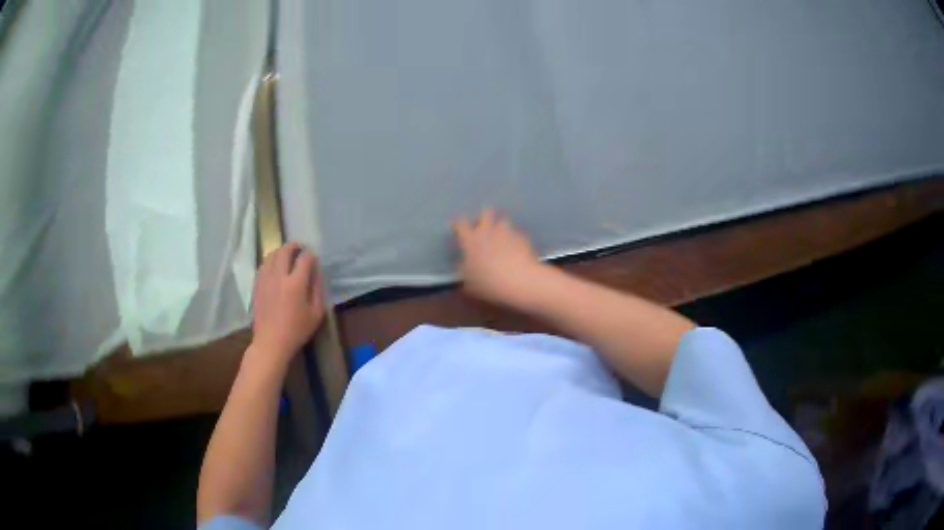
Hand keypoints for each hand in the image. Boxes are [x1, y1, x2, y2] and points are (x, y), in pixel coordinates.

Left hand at [250, 243, 324, 365]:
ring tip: (286, 255)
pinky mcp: (257, 285)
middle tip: (299, 248)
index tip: (314, 259)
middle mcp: (279, 276)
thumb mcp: (316, 314)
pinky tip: (274, 267)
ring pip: (271, 255)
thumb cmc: (296, 330)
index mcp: (296, 283)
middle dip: (294, 246)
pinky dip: (270, 261)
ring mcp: (265, 279)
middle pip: (285, 251)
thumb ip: (317, 290)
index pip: (305, 259)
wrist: (271, 342)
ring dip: (280, 251)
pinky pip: (263, 265)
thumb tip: (316, 274)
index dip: (311, 255)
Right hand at [453, 209, 544, 306]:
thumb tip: (462, 264)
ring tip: (502, 239)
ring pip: (503, 221)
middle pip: (485, 212)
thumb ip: (463, 269)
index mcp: (471, 240)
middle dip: (484, 217)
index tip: (458, 229)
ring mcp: (507, 232)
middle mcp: (488, 231)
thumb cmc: (488, 283)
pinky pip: (516, 234)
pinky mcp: (522, 238)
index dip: (458, 225)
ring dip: (501, 228)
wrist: (520, 281)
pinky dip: (515, 240)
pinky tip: (516, 250)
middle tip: (483, 228)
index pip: (461, 224)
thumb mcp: (468, 282)